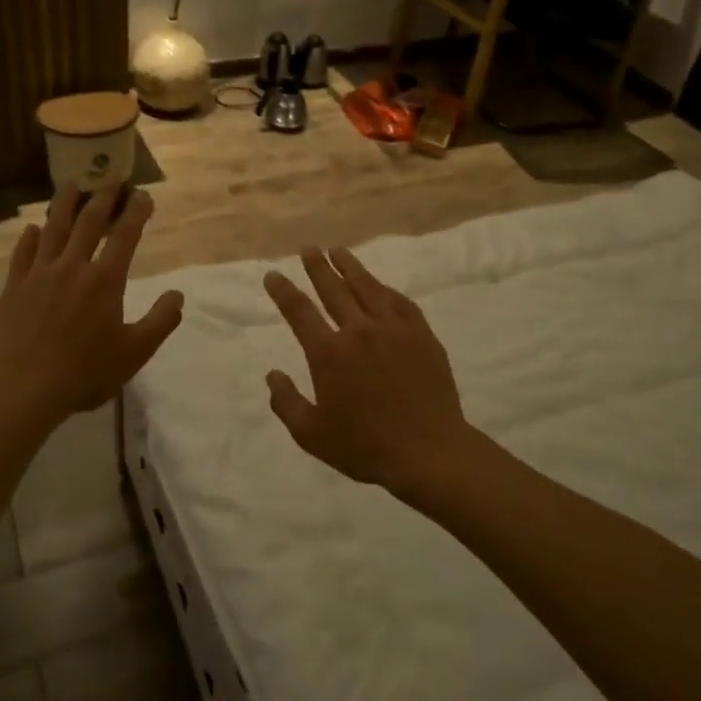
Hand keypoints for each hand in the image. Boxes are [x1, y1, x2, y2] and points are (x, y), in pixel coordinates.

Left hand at [0, 185, 183, 425]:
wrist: (25, 389)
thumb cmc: (86, 372)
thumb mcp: (135, 352)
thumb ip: (161, 321)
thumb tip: (178, 294)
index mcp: (105, 280)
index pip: (125, 236)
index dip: (136, 212)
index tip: (143, 194)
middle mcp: (72, 267)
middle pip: (89, 223)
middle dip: (103, 198)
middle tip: (110, 178)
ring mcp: (39, 275)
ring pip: (53, 230)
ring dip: (64, 205)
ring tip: (71, 185)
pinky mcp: (14, 289)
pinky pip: (22, 255)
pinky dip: (28, 238)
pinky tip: (31, 229)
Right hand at [262, 247, 472, 493]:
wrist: (428, 452)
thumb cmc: (365, 448)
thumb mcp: (312, 435)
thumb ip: (286, 403)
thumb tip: (272, 374)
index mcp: (329, 354)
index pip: (299, 312)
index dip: (283, 291)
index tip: (273, 275)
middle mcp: (358, 331)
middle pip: (332, 289)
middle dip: (316, 266)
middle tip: (307, 248)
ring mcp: (393, 329)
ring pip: (367, 286)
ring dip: (349, 266)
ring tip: (338, 251)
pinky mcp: (420, 334)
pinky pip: (399, 301)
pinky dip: (384, 288)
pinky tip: (379, 285)